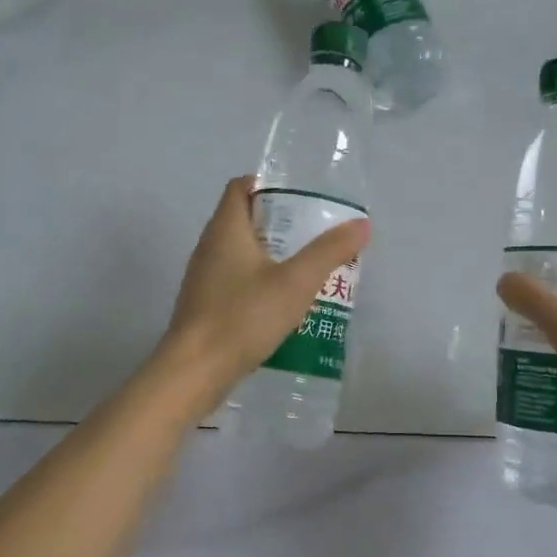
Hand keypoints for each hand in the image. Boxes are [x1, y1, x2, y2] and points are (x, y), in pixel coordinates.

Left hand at [159, 176, 369, 408]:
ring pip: (239, 253)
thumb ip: (328, 251)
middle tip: (314, 234)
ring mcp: (203, 279)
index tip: (300, 198)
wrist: (194, 372)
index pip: (240, 187)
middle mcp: (209, 247)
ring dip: (270, 255)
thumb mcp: (295, 282)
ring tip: (305, 268)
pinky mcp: (204, 306)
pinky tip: (283, 304)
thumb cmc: (243, 317)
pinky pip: (234, 281)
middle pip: (242, 220)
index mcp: (225, 230)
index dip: (268, 184)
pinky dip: (258, 282)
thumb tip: (361, 224)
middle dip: (278, 223)